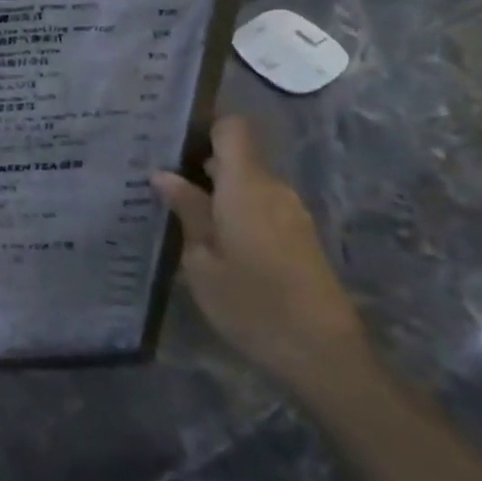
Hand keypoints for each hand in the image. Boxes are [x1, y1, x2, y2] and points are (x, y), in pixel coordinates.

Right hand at [154, 117, 370, 393]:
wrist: (323, 355)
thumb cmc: (251, 303)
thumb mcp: (202, 260)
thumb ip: (187, 211)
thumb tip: (164, 175)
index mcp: (247, 185)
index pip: (232, 127)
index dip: (203, 124)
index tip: (170, 137)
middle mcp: (274, 189)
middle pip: (238, 155)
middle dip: (200, 162)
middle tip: (159, 178)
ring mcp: (291, 213)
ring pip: (248, 183)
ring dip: (217, 190)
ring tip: (177, 209)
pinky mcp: (300, 237)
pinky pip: (260, 205)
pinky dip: (234, 210)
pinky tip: (210, 237)